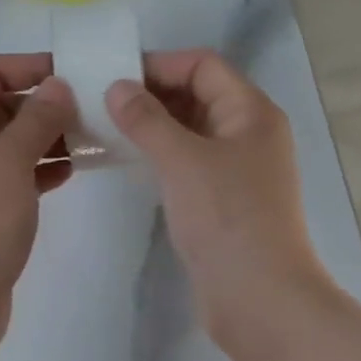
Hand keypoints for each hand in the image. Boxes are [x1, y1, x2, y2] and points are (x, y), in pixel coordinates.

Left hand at [0, 53, 76, 359]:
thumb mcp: (7, 164)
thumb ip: (36, 120)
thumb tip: (60, 85)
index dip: (29, 66)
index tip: (76, 73)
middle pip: (4, 107)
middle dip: (47, 103)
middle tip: (95, 108)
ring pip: (16, 143)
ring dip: (51, 137)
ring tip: (95, 138)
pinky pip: (21, 176)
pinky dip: (46, 169)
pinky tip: (76, 171)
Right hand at [106, 50, 322, 342]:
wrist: (259, 296)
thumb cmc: (226, 217)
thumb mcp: (182, 160)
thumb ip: (147, 119)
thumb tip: (117, 87)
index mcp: (252, 112)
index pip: (204, 66)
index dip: (160, 64)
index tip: (113, 76)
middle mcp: (250, 133)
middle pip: (199, 96)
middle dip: (152, 95)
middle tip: (101, 103)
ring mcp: (239, 170)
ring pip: (192, 132)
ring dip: (154, 127)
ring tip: (107, 129)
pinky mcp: (224, 201)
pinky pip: (190, 163)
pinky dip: (162, 156)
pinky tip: (130, 162)